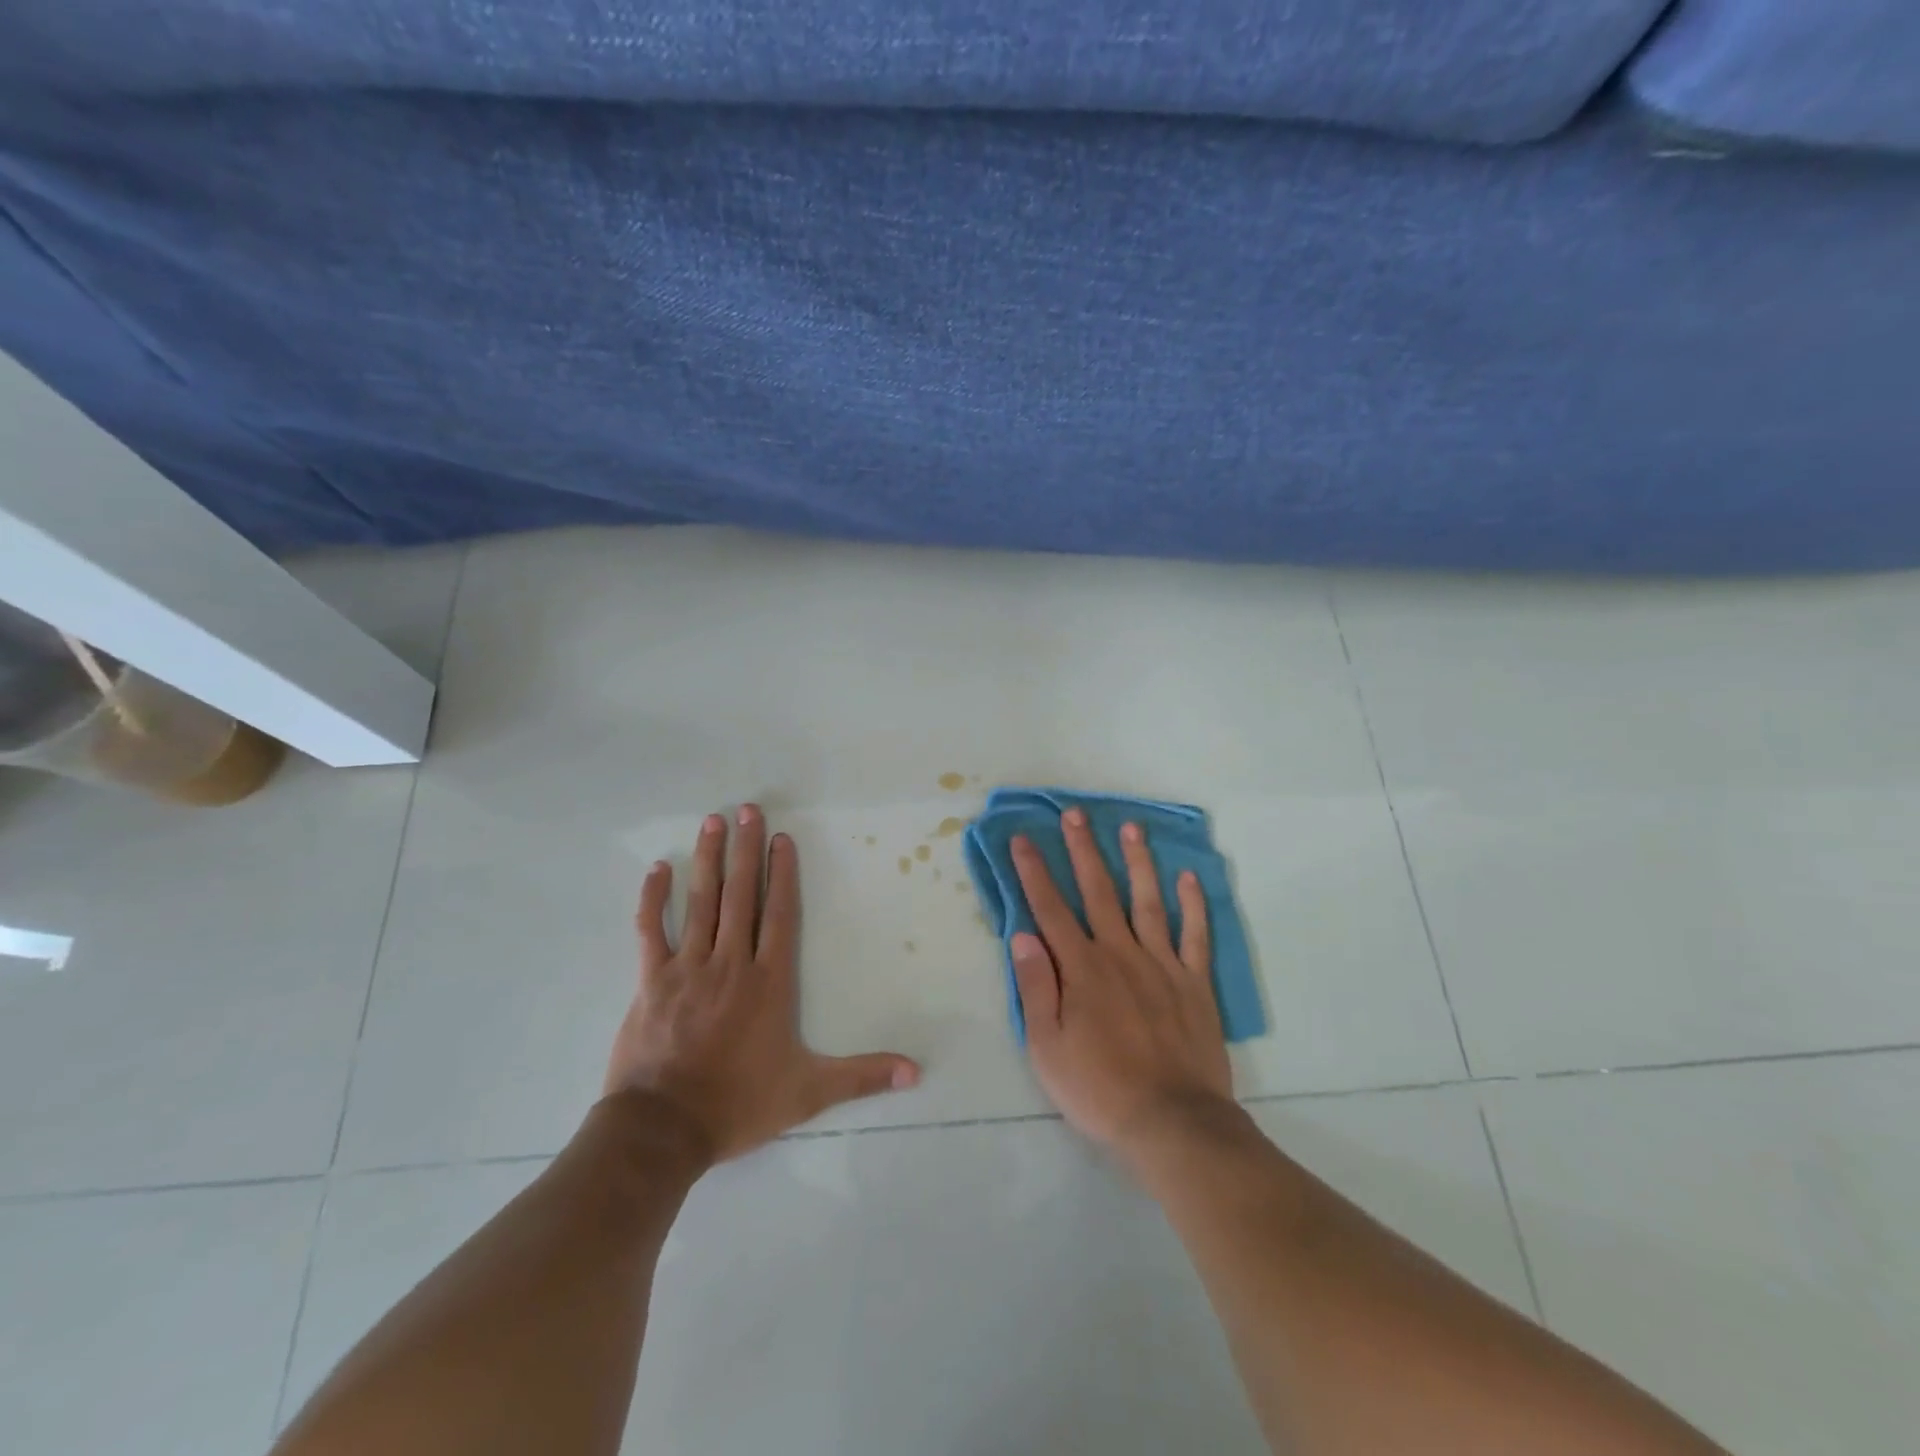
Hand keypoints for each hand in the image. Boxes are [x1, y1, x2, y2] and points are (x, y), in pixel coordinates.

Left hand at [605, 805, 920, 1162]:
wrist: (663, 1129)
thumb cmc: (738, 1104)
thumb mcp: (809, 1092)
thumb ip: (862, 1076)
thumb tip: (917, 1072)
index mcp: (768, 982)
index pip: (780, 915)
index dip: (783, 874)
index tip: (782, 838)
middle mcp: (731, 963)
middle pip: (742, 895)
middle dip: (746, 850)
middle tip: (747, 810)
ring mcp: (689, 968)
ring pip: (702, 902)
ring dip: (709, 860)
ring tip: (713, 822)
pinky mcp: (652, 980)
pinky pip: (651, 930)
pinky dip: (653, 898)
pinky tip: (659, 868)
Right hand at [1009, 809, 1232, 1162]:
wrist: (1173, 1123)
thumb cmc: (1099, 1089)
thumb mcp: (1047, 1047)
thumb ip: (1036, 987)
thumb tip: (1022, 935)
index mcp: (1082, 968)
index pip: (1050, 909)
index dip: (1034, 872)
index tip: (1023, 839)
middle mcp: (1120, 953)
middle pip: (1098, 891)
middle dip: (1083, 850)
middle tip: (1075, 813)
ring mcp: (1162, 965)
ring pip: (1147, 901)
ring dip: (1138, 862)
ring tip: (1131, 827)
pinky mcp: (1194, 983)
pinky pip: (1195, 936)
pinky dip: (1193, 906)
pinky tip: (1188, 878)